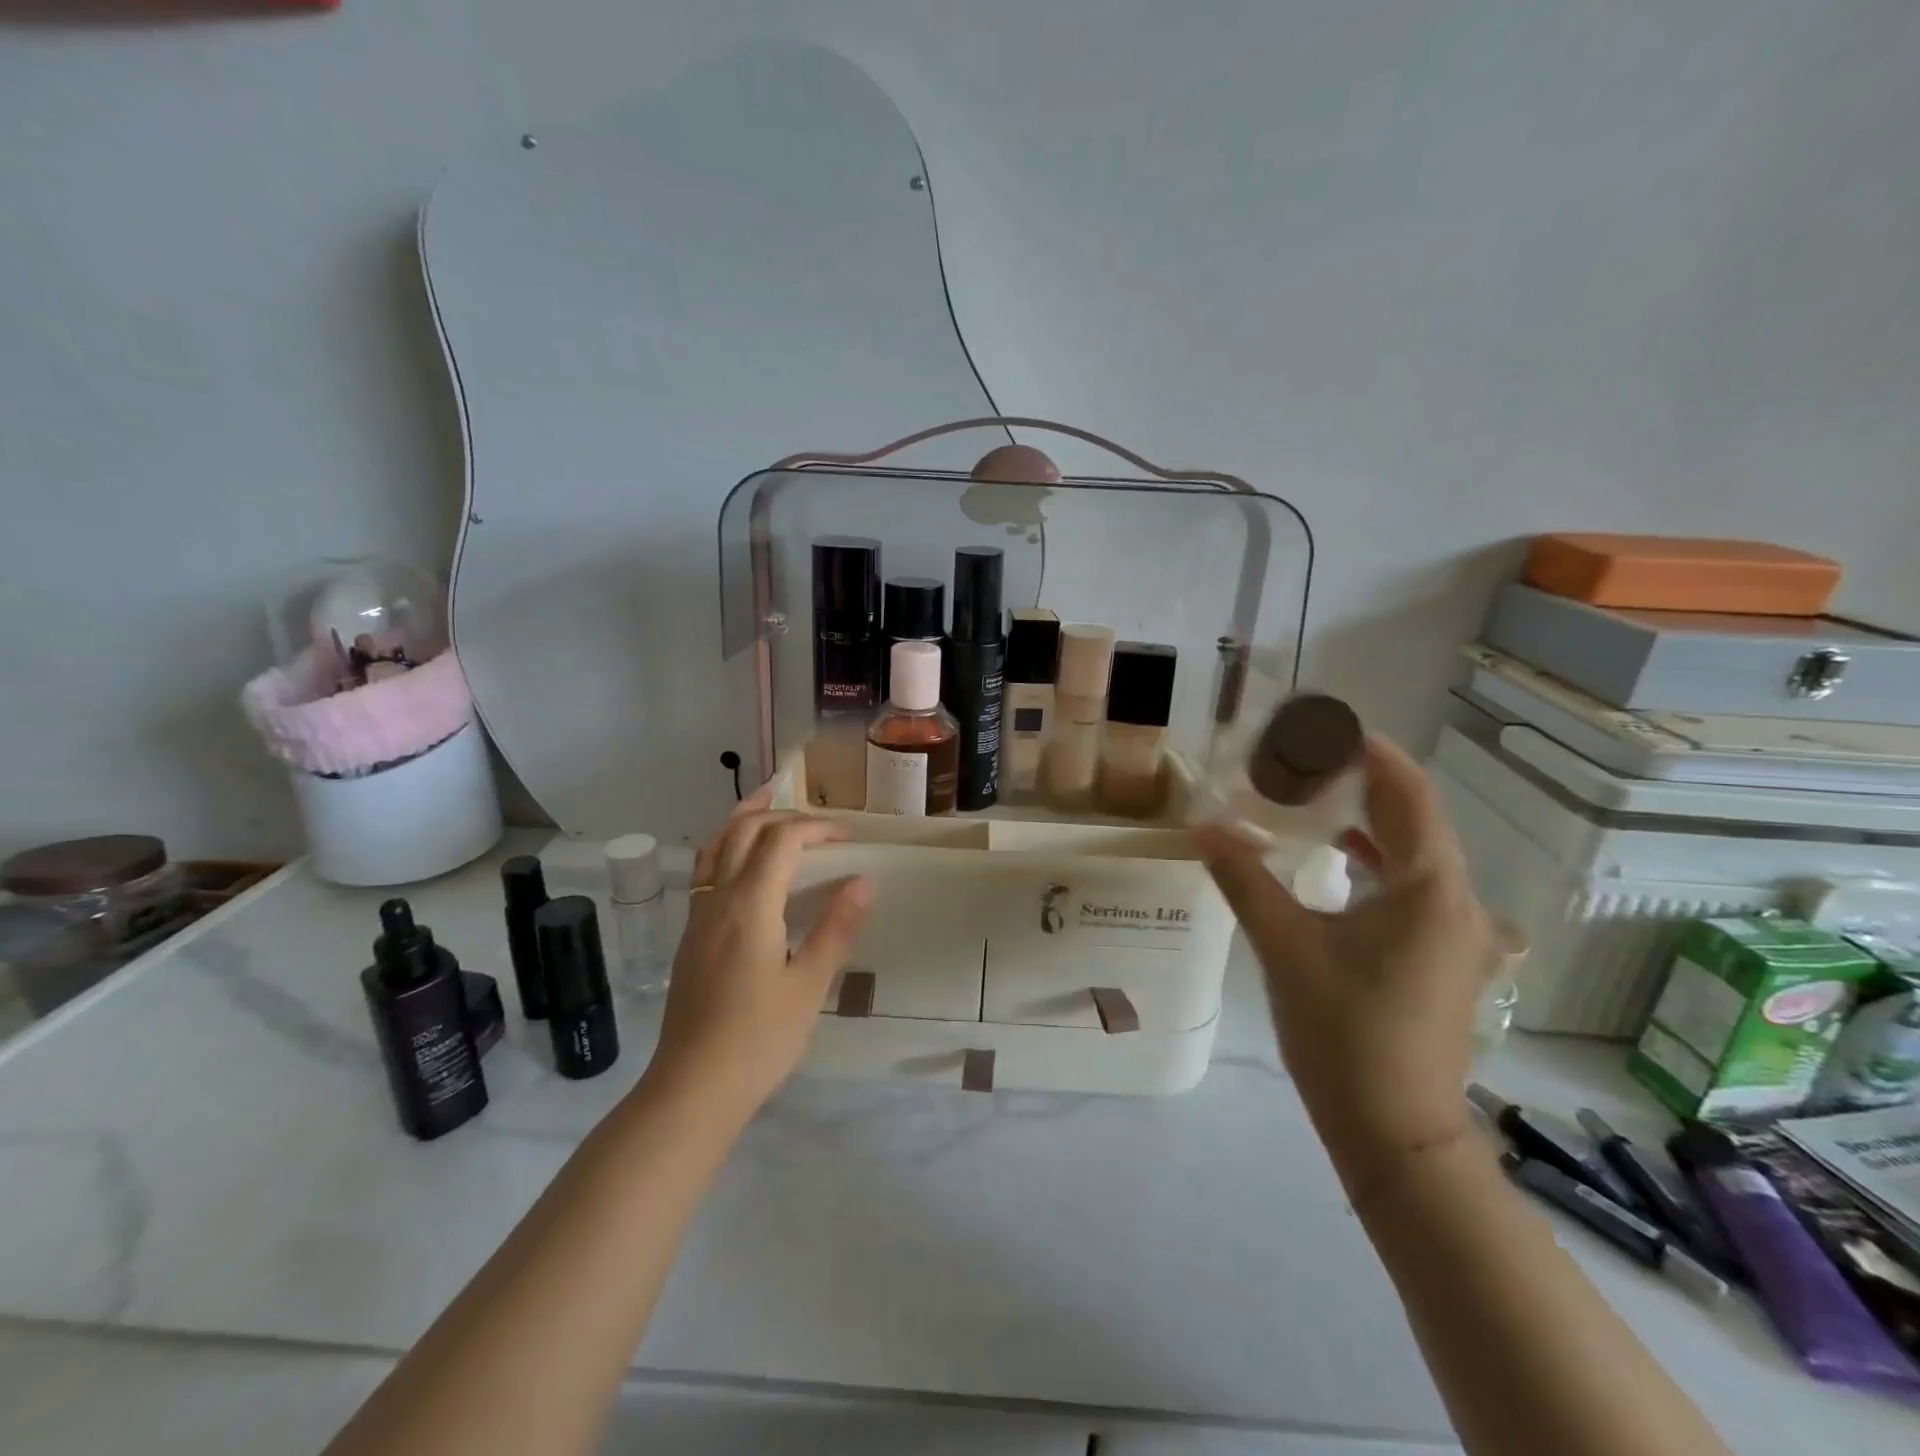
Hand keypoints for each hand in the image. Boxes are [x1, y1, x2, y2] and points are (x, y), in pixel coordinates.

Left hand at [644, 789, 872, 1120]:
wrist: (692, 1088)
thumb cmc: (759, 1040)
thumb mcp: (808, 985)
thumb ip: (836, 928)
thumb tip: (863, 880)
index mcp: (750, 906)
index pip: (781, 841)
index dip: (815, 828)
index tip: (846, 838)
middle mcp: (718, 899)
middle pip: (743, 831)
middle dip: (782, 816)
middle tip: (818, 824)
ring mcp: (697, 916)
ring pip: (716, 845)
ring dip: (744, 819)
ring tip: (767, 803)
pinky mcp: (690, 936)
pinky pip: (705, 870)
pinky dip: (726, 846)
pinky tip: (742, 861)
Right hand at [1193, 735, 1497, 1189]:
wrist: (1395, 1132)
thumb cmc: (1344, 1031)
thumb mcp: (1285, 946)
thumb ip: (1244, 879)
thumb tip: (1201, 827)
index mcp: (1431, 889)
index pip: (1407, 793)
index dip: (1368, 752)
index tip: (1321, 728)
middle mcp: (1460, 902)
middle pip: (1415, 818)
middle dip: (1362, 782)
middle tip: (1303, 759)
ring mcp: (1460, 933)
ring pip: (1417, 854)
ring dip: (1369, 821)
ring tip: (1314, 798)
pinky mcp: (1445, 956)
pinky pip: (1415, 886)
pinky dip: (1377, 860)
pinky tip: (1338, 859)